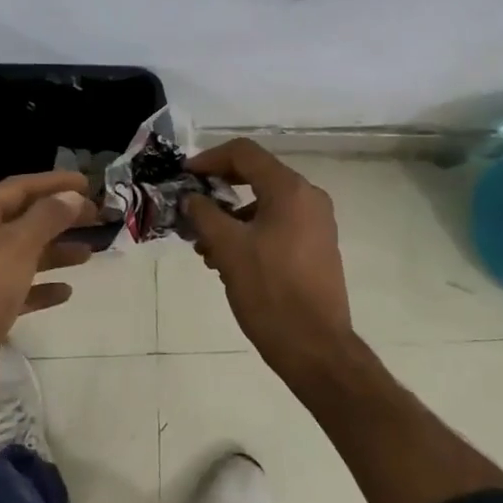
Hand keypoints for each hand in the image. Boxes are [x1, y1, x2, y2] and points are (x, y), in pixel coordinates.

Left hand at [0, 171, 96, 400]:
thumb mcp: (20, 244)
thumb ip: (49, 216)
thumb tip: (71, 196)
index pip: (19, 187)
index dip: (54, 182)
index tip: (88, 183)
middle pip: (25, 218)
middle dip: (61, 216)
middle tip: (96, 216)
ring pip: (26, 252)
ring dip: (57, 250)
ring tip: (89, 252)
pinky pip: (21, 287)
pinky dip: (44, 285)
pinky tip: (66, 291)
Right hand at [184, 140, 356, 384]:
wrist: (316, 348)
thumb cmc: (270, 292)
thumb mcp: (228, 249)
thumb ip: (205, 214)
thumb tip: (191, 197)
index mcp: (290, 189)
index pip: (244, 153)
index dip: (209, 159)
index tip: (184, 177)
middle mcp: (309, 197)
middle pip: (256, 176)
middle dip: (219, 191)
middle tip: (191, 210)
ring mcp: (317, 222)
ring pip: (266, 204)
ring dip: (232, 217)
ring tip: (205, 247)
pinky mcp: (318, 246)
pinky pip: (279, 224)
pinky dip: (251, 232)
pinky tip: (229, 261)